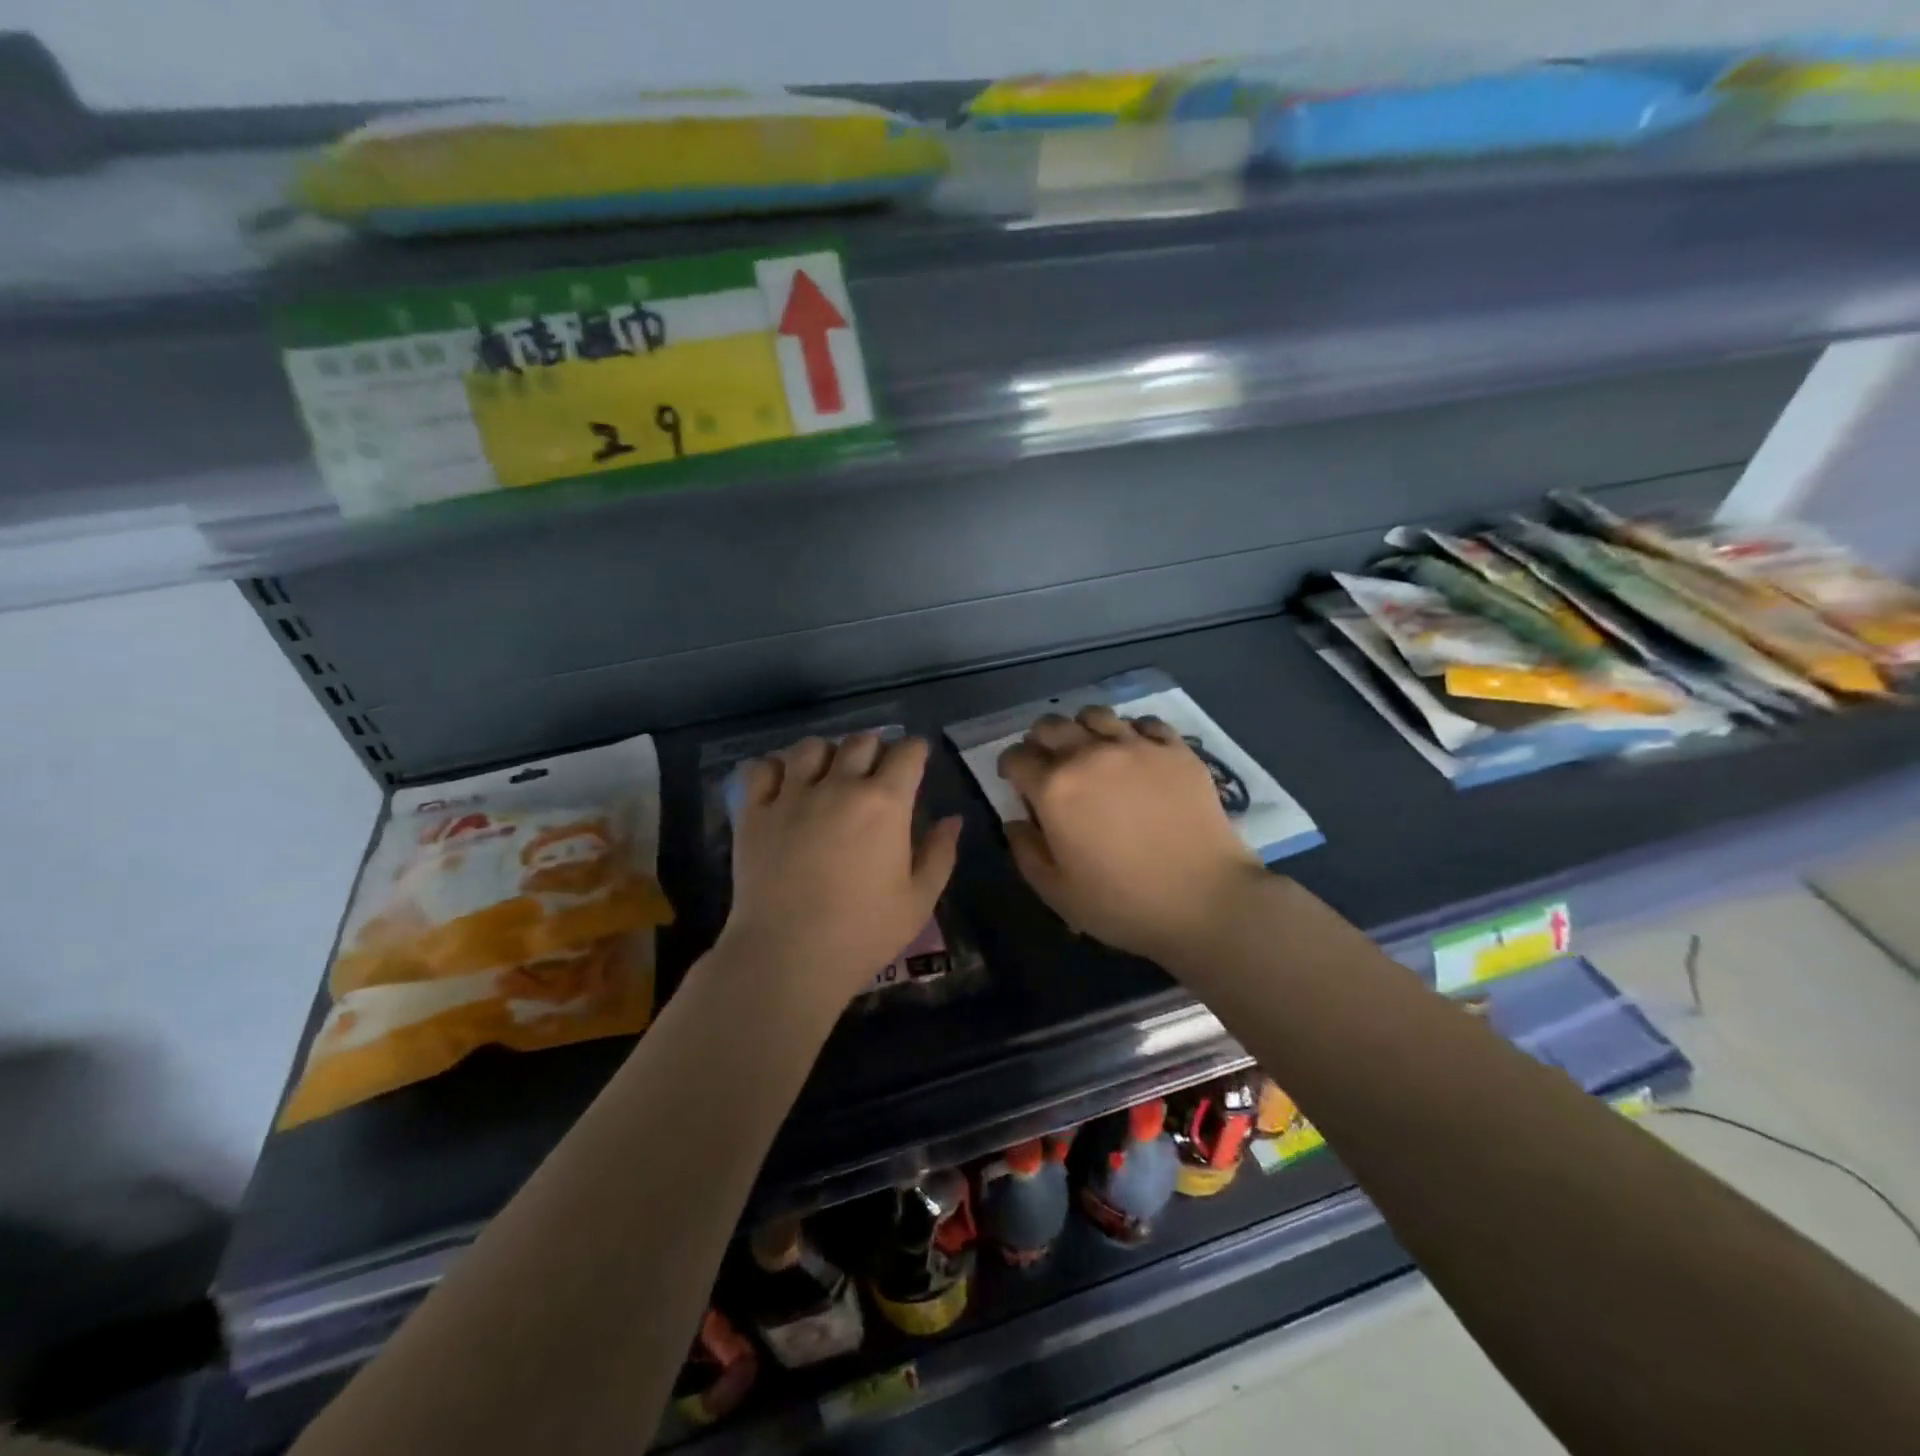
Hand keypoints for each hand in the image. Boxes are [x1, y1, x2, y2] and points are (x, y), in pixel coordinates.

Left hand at [720, 734, 960, 1007]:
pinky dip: (774, 768)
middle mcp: (839, 786)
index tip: (915, 761)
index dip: (915, 752)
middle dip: (874, 749)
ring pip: (810, 747)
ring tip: (827, 775)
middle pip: (860, 741)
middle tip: (874, 773)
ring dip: (826, 754)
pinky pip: (762, 769)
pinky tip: (782, 785)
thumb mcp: (918, 900)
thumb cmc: (863, 932)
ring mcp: (792, 795)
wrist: (788, 957)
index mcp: (885, 803)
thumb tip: (952, 820)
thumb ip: (940, 854)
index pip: (907, 752)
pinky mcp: (755, 812)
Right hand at [998, 707, 1269, 964]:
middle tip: (1048, 763)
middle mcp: (1089, 754)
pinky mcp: (1175, 749)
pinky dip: (1132, 732)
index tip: (1014, 779)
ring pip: (1095, 714)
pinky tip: (1136, 753)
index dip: (1009, 766)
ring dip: (1082, 728)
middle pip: (1050, 725)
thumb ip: (1026, 852)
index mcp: (1054, 788)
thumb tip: (1015, 822)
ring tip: (1090, 749)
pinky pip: (1145, 722)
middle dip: (1040, 740)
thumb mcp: (1057, 892)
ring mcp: (1136, 746)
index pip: (1017, 757)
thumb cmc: (1123, 903)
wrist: (1205, 900)